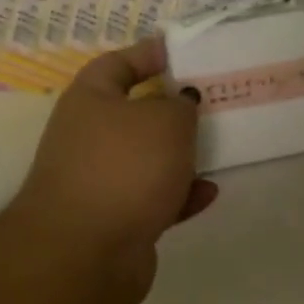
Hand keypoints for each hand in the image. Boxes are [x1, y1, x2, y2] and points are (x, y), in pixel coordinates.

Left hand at [5, 36, 218, 303]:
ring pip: (148, 160)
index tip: (182, 51)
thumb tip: (181, 102)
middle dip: (173, 110)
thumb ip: (181, 105)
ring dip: (180, 156)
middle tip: (212, 102)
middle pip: (136, 114)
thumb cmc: (124, 168)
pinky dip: (181, 195)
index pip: (118, 63)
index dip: (149, 53)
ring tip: (218, 149)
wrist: (86, 252)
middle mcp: (90, 137)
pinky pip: (155, 199)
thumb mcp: (165, 121)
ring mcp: (102, 181)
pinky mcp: (117, 220)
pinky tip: (208, 193)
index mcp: (90, 100)